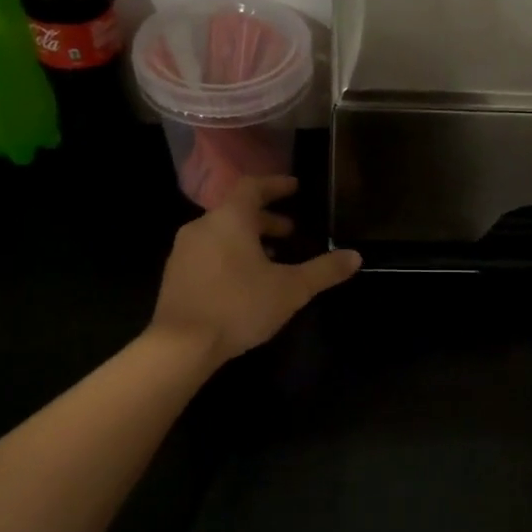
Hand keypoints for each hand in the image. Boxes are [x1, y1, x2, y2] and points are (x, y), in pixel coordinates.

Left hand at [150, 176, 361, 366]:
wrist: (179, 346)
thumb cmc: (238, 306)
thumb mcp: (291, 289)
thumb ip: (324, 270)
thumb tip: (356, 256)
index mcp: (230, 219)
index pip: (253, 187)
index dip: (276, 185)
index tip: (295, 187)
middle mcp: (202, 226)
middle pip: (237, 211)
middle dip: (266, 219)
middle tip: (291, 232)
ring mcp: (184, 251)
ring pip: (222, 233)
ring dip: (249, 240)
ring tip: (272, 259)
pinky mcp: (175, 276)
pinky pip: (208, 253)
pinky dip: (230, 255)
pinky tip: (245, 281)